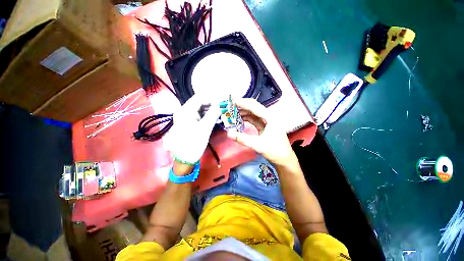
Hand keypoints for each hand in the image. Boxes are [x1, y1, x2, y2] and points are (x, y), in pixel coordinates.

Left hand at [167, 93, 220, 165]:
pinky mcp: (187, 122)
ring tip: (219, 113)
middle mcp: (183, 111)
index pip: (199, 98)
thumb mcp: (205, 128)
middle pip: (199, 102)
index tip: (221, 103)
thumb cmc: (194, 143)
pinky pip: (198, 115)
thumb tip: (219, 105)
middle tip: (222, 108)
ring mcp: (184, 117)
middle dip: (211, 104)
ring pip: (199, 109)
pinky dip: (206, 115)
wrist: (184, 159)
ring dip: (209, 110)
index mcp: (185, 111)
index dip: (211, 99)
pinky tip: (213, 118)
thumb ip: (212, 114)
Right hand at [227, 98, 297, 166]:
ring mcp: (267, 121)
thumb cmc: (274, 151)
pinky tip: (239, 120)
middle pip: (254, 107)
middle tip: (230, 107)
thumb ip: (242, 139)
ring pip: (253, 113)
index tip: (231, 102)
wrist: (284, 159)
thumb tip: (229, 133)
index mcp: (270, 117)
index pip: (254, 106)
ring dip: (243, 113)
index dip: (242, 103)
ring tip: (232, 114)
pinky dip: (246, 119)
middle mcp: (269, 116)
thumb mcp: (258, 145)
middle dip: (242, 107)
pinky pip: (254, 119)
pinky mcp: (264, 126)